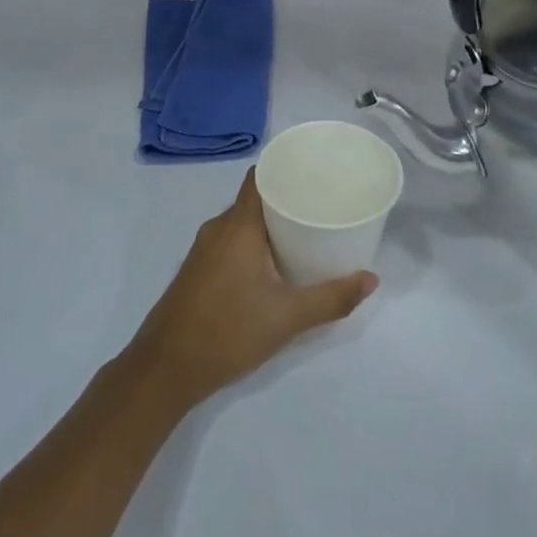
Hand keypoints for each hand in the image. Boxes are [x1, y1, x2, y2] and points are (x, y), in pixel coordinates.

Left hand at [124, 172, 376, 410]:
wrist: (165, 368)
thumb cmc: (228, 331)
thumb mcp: (288, 317)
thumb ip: (332, 298)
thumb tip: (371, 279)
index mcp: (238, 225)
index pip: (260, 177)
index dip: (286, 168)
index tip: (316, 171)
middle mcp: (218, 228)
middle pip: (255, 199)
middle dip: (288, 199)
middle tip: (324, 206)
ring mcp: (204, 249)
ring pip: (243, 223)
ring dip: (271, 225)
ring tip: (307, 233)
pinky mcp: (198, 269)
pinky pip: (232, 241)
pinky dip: (255, 243)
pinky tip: (275, 264)